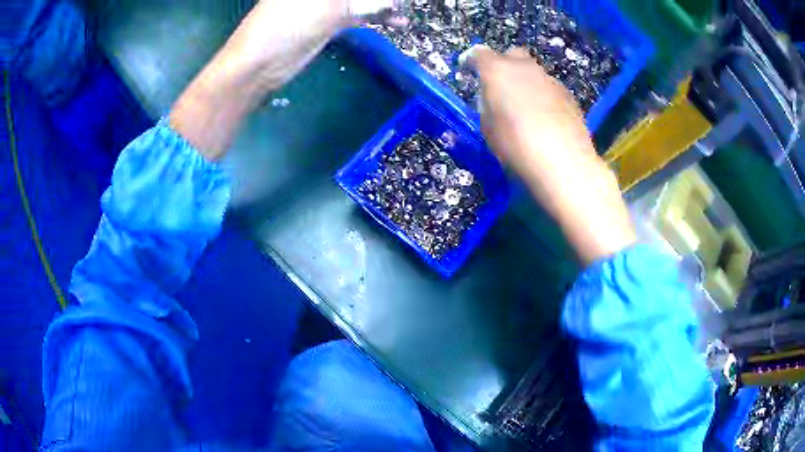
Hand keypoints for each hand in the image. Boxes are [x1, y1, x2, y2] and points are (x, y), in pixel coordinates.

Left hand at [169, 0, 401, 159]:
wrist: (257, 66)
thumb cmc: (285, 28)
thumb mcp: (329, 11)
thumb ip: (365, 4)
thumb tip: (394, 4)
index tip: (397, 1)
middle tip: (406, 4)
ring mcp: (325, 2)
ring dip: (385, 5)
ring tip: (406, 12)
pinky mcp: (328, 20)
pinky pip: (359, 13)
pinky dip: (377, 17)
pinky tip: (397, 21)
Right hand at [464, 46, 636, 263]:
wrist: (563, 162)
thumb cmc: (516, 145)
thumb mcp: (488, 127)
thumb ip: (488, 105)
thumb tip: (494, 98)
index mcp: (498, 71)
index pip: (479, 54)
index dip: (470, 60)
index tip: (467, 68)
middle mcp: (525, 68)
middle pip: (512, 54)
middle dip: (504, 64)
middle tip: (500, 87)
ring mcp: (550, 80)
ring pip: (533, 72)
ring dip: (526, 82)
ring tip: (526, 107)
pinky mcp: (569, 95)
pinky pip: (550, 88)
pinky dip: (543, 96)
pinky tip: (545, 119)